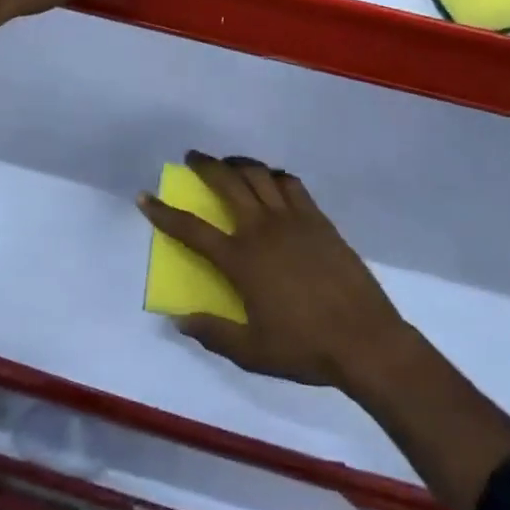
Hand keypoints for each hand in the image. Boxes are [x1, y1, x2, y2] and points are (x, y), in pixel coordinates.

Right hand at [138, 150, 408, 390]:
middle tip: (192, 157)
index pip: (192, 229)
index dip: (164, 213)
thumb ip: (213, 333)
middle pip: (227, 182)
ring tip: (229, 164)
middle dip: (205, 165)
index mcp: (241, 259)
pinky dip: (275, 176)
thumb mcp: (252, 352)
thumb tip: (179, 319)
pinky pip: (291, 184)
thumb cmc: (305, 348)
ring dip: (239, 163)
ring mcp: (293, 219)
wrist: (364, 339)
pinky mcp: (318, 218)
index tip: (145, 196)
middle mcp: (262, 228)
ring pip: (259, 175)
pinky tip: (272, 180)